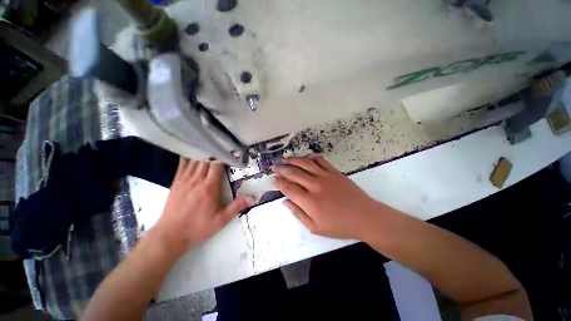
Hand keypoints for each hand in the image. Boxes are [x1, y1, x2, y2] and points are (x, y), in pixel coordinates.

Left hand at [153, 158, 252, 255]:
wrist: (171, 234)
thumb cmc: (198, 227)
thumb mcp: (221, 220)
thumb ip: (237, 207)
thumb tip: (253, 198)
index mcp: (210, 187)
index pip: (217, 165)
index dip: (223, 157)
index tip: (230, 154)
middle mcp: (197, 180)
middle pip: (206, 160)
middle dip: (214, 153)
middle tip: (222, 148)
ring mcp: (185, 180)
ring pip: (195, 160)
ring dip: (203, 153)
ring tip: (209, 147)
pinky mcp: (176, 182)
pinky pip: (182, 165)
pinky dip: (187, 157)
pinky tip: (191, 151)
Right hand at [272, 155, 382, 239]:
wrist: (365, 216)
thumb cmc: (340, 226)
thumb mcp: (316, 228)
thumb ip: (298, 214)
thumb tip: (285, 202)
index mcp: (309, 202)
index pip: (288, 188)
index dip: (279, 182)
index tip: (273, 178)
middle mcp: (315, 186)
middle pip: (294, 173)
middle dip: (281, 169)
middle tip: (273, 166)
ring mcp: (325, 176)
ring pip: (305, 164)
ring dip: (293, 160)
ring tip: (284, 159)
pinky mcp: (334, 172)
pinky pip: (320, 160)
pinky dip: (311, 157)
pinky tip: (305, 158)